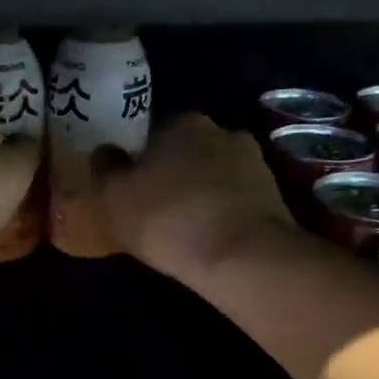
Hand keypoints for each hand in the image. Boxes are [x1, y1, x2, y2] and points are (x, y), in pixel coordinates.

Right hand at [94, 113, 295, 278]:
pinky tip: (212, 240)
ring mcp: (255, 163)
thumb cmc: (168, 219)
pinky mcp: (275, 196)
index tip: (133, 189)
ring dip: (202, 195)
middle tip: (157, 210)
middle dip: (174, 176)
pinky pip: (237, 202)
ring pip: (216, 177)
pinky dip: (224, 214)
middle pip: (188, 153)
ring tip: (186, 230)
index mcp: (184, 122)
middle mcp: (223, 131)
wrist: (241, 256)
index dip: (141, 162)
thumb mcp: (114, 197)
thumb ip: (105, 170)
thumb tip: (104, 152)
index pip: (155, 134)